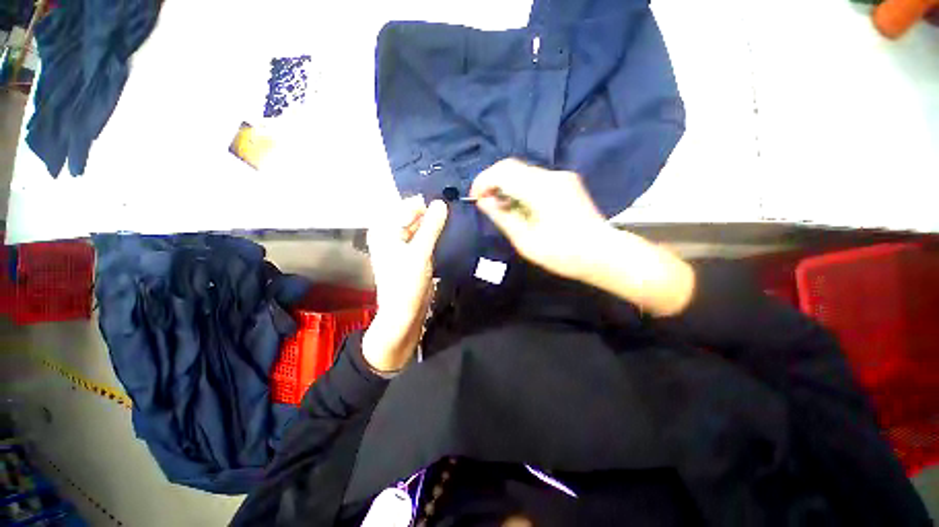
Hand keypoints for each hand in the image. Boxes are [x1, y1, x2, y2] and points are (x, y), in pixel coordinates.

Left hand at [363, 198, 447, 372]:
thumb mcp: (421, 252)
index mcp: (385, 229)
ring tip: (451, 225)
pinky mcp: (410, 253)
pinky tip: (444, 236)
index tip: (448, 206)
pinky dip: (432, 235)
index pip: (408, 205)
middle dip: (431, 215)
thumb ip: (431, 226)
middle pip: (413, 215)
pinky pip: (422, 237)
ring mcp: (400, 243)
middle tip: (452, 216)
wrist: (403, 313)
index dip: (428, 206)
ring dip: (434, 225)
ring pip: (420, 226)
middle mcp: (390, 233)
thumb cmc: (407, 283)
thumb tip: (442, 202)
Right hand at [470, 158, 610, 281]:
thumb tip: (484, 202)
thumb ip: (503, 217)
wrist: (603, 255)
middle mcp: (552, 176)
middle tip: (486, 204)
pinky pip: (535, 179)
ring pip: (523, 172)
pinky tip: (520, 207)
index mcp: (540, 189)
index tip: (475, 198)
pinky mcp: (566, 183)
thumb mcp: (526, 241)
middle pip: (512, 167)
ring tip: (501, 209)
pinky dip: (520, 189)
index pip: (502, 171)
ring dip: (507, 186)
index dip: (483, 181)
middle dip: (493, 182)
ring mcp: (561, 177)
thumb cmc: (563, 254)